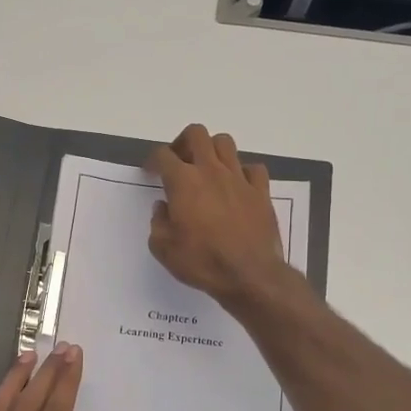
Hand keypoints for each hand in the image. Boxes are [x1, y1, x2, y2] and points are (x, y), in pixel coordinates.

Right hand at [147, 124, 290, 306]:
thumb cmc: (201, 262)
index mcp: (183, 182)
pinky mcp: (261, 191)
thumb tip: (163, 207)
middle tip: (178, 162)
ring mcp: (239, 179)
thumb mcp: (164, 248)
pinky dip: (242, 172)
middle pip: (196, 134)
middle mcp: (211, 171)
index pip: (163, 155)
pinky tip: (236, 186)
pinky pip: (252, 168)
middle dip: (183, 143)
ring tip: (207, 169)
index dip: (153, 160)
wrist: (249, 275)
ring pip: (225, 143)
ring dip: (212, 151)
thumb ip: (158, 222)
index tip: (150, 172)